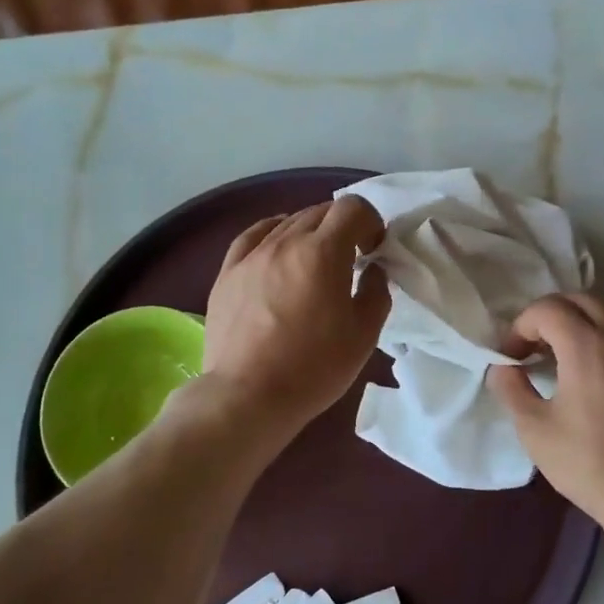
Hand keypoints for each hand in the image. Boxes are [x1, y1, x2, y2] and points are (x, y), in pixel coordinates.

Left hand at [202, 197, 390, 434]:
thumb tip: (373, 270)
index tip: (374, 250)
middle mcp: (285, 242)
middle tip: (351, 257)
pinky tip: (278, 244)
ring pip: (287, 222)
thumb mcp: (363, 334)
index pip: (352, 208)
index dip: (370, 222)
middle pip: (320, 211)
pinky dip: (273, 232)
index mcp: (323, 252)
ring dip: (311, 232)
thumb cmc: (313, 367)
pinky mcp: (227, 273)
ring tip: (316, 262)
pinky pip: (252, 236)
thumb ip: (376, 292)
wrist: (248, 396)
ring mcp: (252, 256)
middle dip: (343, 226)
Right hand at [486, 294, 603, 531]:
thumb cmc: (592, 464)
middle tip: (536, 348)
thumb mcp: (535, 431)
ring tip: (569, 350)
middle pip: (580, 299)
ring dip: (583, 318)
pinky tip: (602, 365)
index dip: (521, 326)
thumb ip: (511, 389)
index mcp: (587, 345)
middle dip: (550, 316)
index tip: (513, 357)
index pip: (547, 309)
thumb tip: (502, 367)